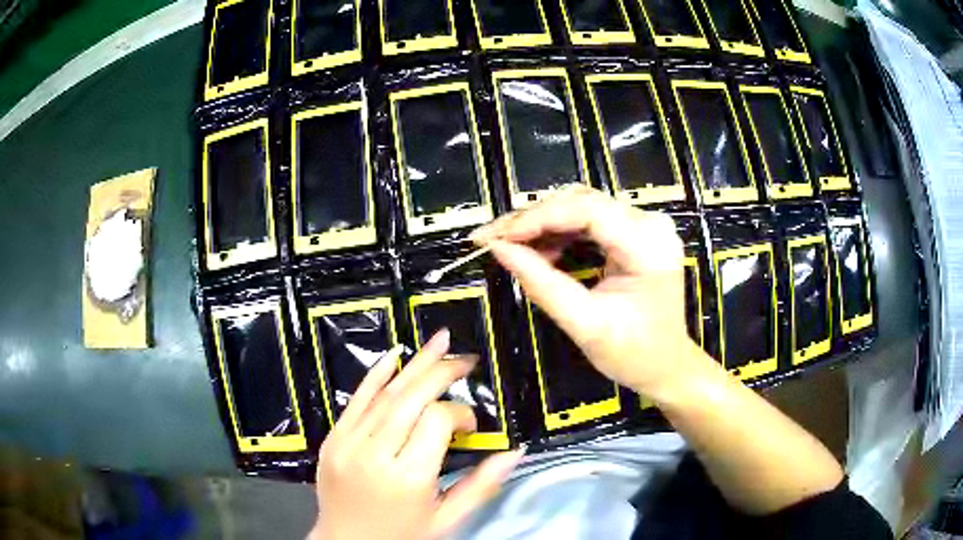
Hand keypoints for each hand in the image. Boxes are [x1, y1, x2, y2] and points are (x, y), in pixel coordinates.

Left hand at [309, 330, 524, 539]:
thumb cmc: (401, 535)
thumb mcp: (447, 519)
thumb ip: (481, 485)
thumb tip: (515, 451)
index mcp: (408, 478)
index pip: (436, 421)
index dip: (459, 413)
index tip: (470, 425)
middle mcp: (375, 454)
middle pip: (410, 398)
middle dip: (441, 372)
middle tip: (465, 359)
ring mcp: (347, 443)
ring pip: (384, 394)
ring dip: (414, 365)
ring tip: (440, 343)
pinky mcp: (332, 438)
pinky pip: (356, 400)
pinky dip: (376, 375)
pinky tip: (394, 356)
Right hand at [472, 186, 702, 399]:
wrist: (667, 365)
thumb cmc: (633, 354)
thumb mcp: (585, 324)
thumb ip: (542, 284)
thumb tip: (499, 249)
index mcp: (647, 245)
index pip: (585, 211)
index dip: (536, 219)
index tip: (494, 237)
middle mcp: (650, 223)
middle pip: (581, 201)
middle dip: (532, 219)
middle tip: (492, 239)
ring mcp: (645, 224)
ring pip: (581, 205)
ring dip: (542, 222)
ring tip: (510, 245)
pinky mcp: (635, 232)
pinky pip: (589, 219)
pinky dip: (559, 231)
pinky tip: (539, 249)